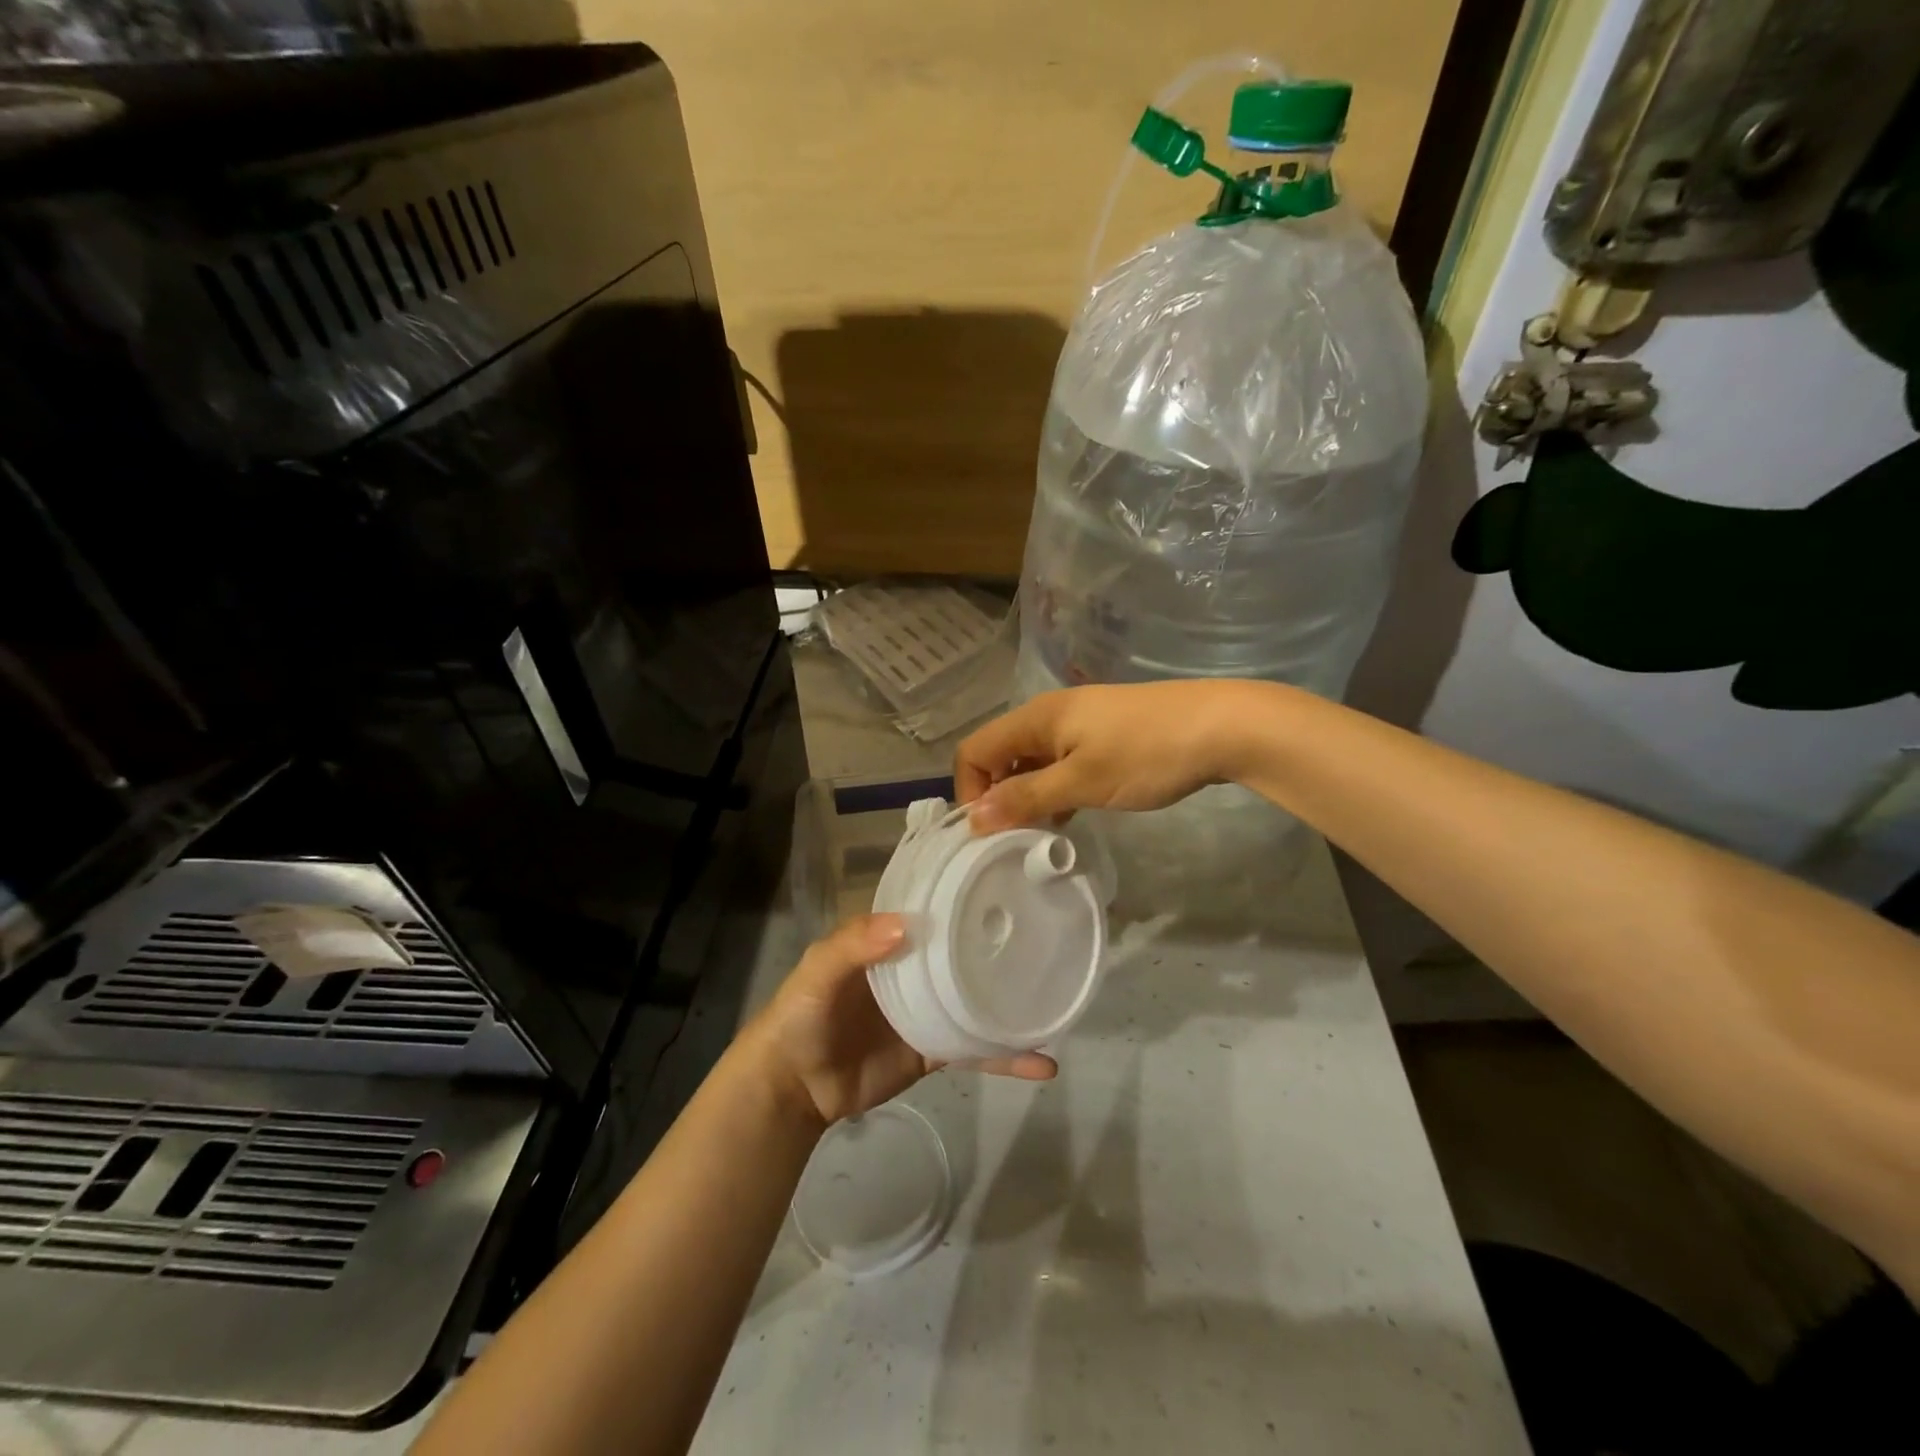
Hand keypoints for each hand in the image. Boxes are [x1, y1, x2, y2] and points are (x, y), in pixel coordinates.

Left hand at [745, 914, 1056, 1128]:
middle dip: (1001, 942)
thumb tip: (907, 925)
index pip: (934, 908)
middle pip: (964, 951)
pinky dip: (1007, 1058)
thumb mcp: (818, 971)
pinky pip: (976, 1050)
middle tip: (1049, 932)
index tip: (1007, 881)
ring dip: (1013, 1001)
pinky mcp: (935, 1051)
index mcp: (891, 940)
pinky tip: (1043, 1063)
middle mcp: (916, 968)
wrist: (793, 1089)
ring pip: (978, 999)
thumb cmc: (802, 1016)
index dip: (964, 895)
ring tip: (1057, 996)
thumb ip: (854, 945)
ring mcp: (929, 1010)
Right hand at [956, 682, 1254, 830]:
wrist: (1222, 726)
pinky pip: (1059, 762)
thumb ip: (1026, 797)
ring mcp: (1078, 723)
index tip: (989, 832)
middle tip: (1015, 838)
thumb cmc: (1146, 754)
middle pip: (999, 755)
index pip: (974, 750)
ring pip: (1031, 761)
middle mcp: (1048, 715)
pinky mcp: (1102, 735)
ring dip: (1027, 796)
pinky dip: (1054, 788)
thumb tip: (974, 817)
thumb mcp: (1082, 782)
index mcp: (1035, 718)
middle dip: (997, 796)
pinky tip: (1072, 814)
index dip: (969, 790)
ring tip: (1043, 833)